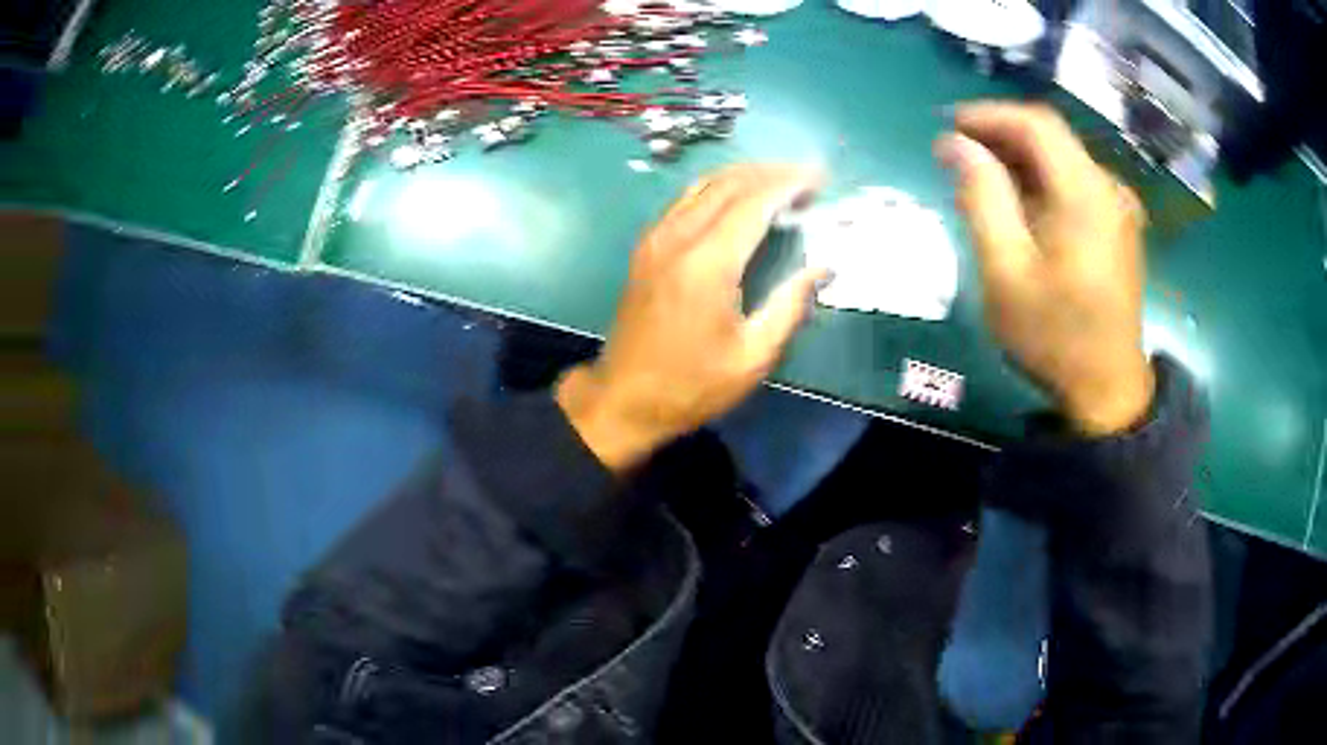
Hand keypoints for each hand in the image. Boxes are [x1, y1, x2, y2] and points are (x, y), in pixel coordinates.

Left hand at [557, 164, 828, 471]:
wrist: (623, 398)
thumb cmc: (691, 385)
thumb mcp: (752, 356)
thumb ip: (789, 305)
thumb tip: (822, 267)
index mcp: (707, 263)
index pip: (754, 202)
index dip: (789, 184)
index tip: (819, 176)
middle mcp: (678, 238)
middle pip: (728, 184)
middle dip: (770, 173)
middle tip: (805, 178)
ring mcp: (656, 239)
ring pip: (702, 186)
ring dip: (743, 177)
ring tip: (779, 182)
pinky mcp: (646, 247)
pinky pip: (685, 201)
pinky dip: (717, 190)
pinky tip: (738, 201)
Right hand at [935, 102, 1153, 435]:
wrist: (1107, 390)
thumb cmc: (1054, 336)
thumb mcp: (1006, 272)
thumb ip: (981, 199)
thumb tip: (955, 145)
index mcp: (1085, 194)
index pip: (1036, 124)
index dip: (989, 115)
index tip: (949, 126)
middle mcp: (1108, 189)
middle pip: (1051, 136)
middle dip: (1001, 134)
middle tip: (957, 152)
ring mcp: (1118, 208)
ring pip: (1063, 158)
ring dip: (1019, 157)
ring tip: (980, 178)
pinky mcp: (1117, 226)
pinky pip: (1075, 183)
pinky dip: (1042, 180)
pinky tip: (1020, 203)